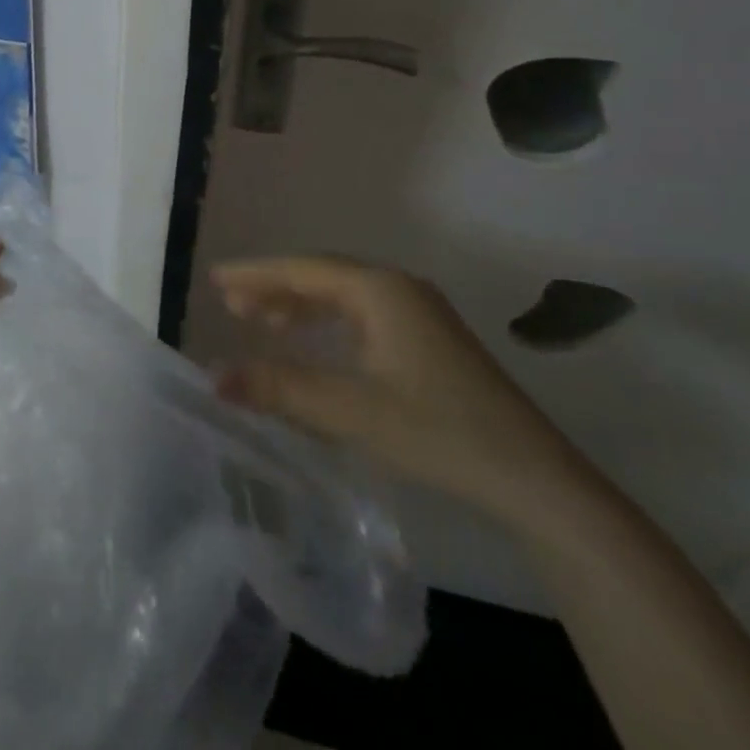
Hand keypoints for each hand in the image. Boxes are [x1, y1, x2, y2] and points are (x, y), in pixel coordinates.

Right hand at [213, 258, 597, 532]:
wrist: (535, 479)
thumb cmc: (437, 431)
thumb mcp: (350, 410)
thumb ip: (279, 389)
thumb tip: (214, 378)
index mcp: (379, 289)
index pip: (302, 270)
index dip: (255, 274)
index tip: (215, 279)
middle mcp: (398, 288)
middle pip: (321, 276)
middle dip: (274, 288)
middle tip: (232, 305)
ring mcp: (419, 312)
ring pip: (343, 296)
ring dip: (300, 305)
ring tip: (262, 323)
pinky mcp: (429, 340)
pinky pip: (362, 314)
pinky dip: (327, 322)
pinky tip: (314, 343)